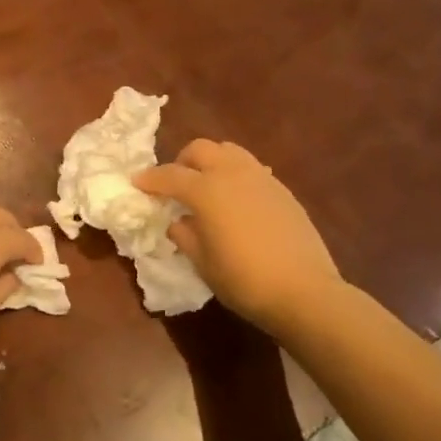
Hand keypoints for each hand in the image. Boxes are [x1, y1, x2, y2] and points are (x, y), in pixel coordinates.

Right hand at [134, 140, 340, 334]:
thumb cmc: (243, 280)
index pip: (170, 175)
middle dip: (182, 162)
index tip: (137, 184)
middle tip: (175, 184)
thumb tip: (178, 221)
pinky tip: (236, 200)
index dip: (150, 179)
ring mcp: (261, 178)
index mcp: (206, 191)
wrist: (304, 291)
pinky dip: (235, 175)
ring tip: (206, 186)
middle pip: (200, 149)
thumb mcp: (202, 262)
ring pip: (229, 151)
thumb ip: (185, 235)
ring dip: (211, 162)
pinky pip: (251, 168)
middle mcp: (232, 174)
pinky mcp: (282, 190)